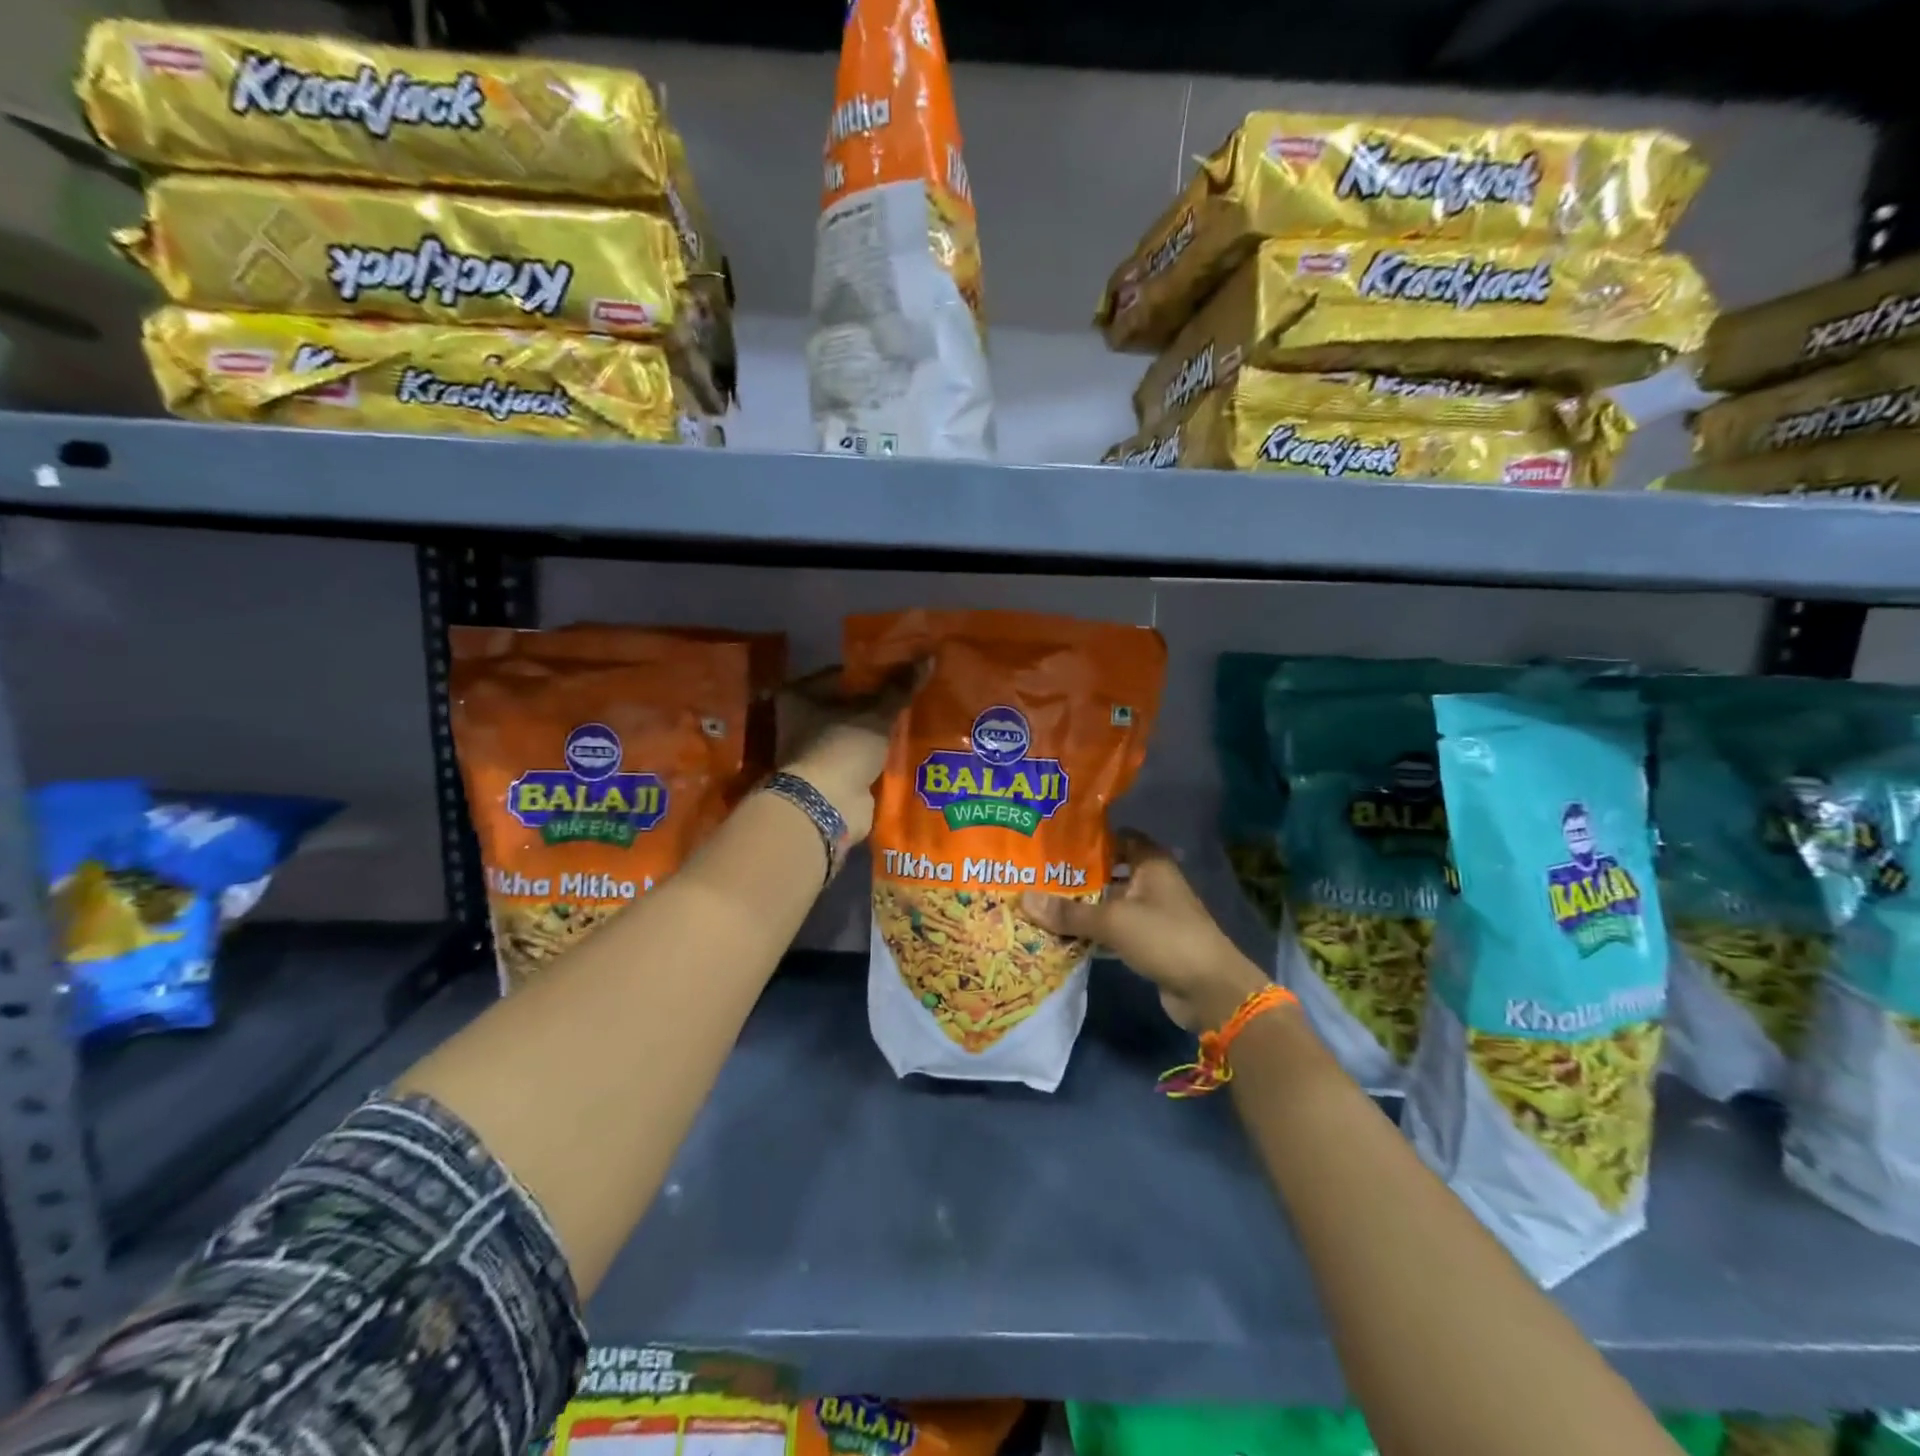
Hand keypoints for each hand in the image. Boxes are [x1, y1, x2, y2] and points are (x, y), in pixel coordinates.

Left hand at [776, 662, 921, 843]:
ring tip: (917, 716)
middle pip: (849, 704)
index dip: (874, 671)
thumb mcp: (876, 713)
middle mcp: (800, 721)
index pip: (842, 674)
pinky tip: (908, 745)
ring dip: (880, 730)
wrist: (827, 806)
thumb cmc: (842, 747)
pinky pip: (861, 757)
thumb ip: (900, 688)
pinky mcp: (832, 776)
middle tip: (913, 692)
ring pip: (857, 732)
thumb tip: (929, 657)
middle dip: (879, 703)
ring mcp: (816, 751)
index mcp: (799, 696)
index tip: (904, 669)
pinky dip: (879, 754)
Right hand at [1021, 831, 1269, 1031]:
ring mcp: (1150, 913)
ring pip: (1108, 902)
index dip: (1088, 838)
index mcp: (1150, 862)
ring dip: (1081, 906)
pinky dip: (1091, 931)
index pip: (1116, 837)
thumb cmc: (1164, 937)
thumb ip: (1069, 912)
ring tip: (1040, 902)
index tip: (1053, 841)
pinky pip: (1112, 929)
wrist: (1209, 989)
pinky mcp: (1146, 941)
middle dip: (1075, 875)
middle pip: (1108, 871)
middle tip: (1035, 873)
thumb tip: (1024, 899)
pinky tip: (1060, 934)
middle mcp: (1150, 882)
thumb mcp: (1112, 921)